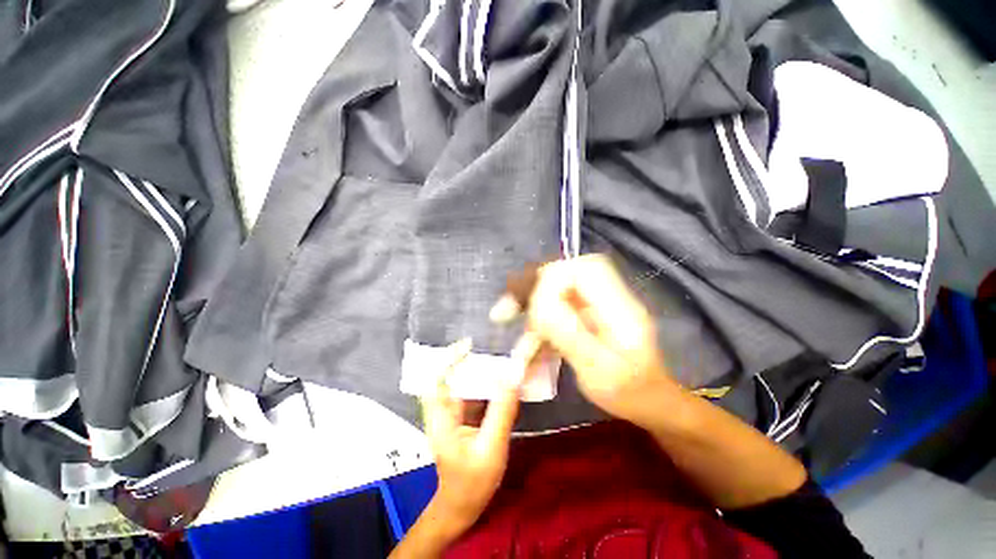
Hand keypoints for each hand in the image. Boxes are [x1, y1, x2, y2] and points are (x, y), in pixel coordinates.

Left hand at [420, 340, 520, 536]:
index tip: (469, 344)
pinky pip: (475, 396)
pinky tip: (503, 382)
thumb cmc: (472, 483)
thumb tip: (512, 378)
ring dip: (482, 372)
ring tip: (503, 360)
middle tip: (495, 348)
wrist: (461, 508)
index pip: (439, 379)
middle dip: (472, 360)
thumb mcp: (491, 449)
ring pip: (466, 385)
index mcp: (442, 418)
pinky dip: (488, 387)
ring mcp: (454, 415)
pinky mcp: (464, 420)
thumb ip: (501, 413)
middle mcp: (445, 411)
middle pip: (453, 377)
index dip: (450, 359)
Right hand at [523, 255, 679, 426]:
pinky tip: (526, 347)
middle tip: (507, 310)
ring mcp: (598, 306)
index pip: (588, 269)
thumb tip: (540, 305)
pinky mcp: (588, 316)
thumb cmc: (630, 394)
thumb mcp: (598, 371)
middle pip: (568, 274)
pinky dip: (539, 325)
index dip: (554, 278)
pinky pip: (558, 310)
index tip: (530, 306)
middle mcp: (609, 299)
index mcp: (620, 308)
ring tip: (506, 325)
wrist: (650, 403)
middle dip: (535, 289)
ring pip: (559, 292)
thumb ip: (569, 335)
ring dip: (532, 309)